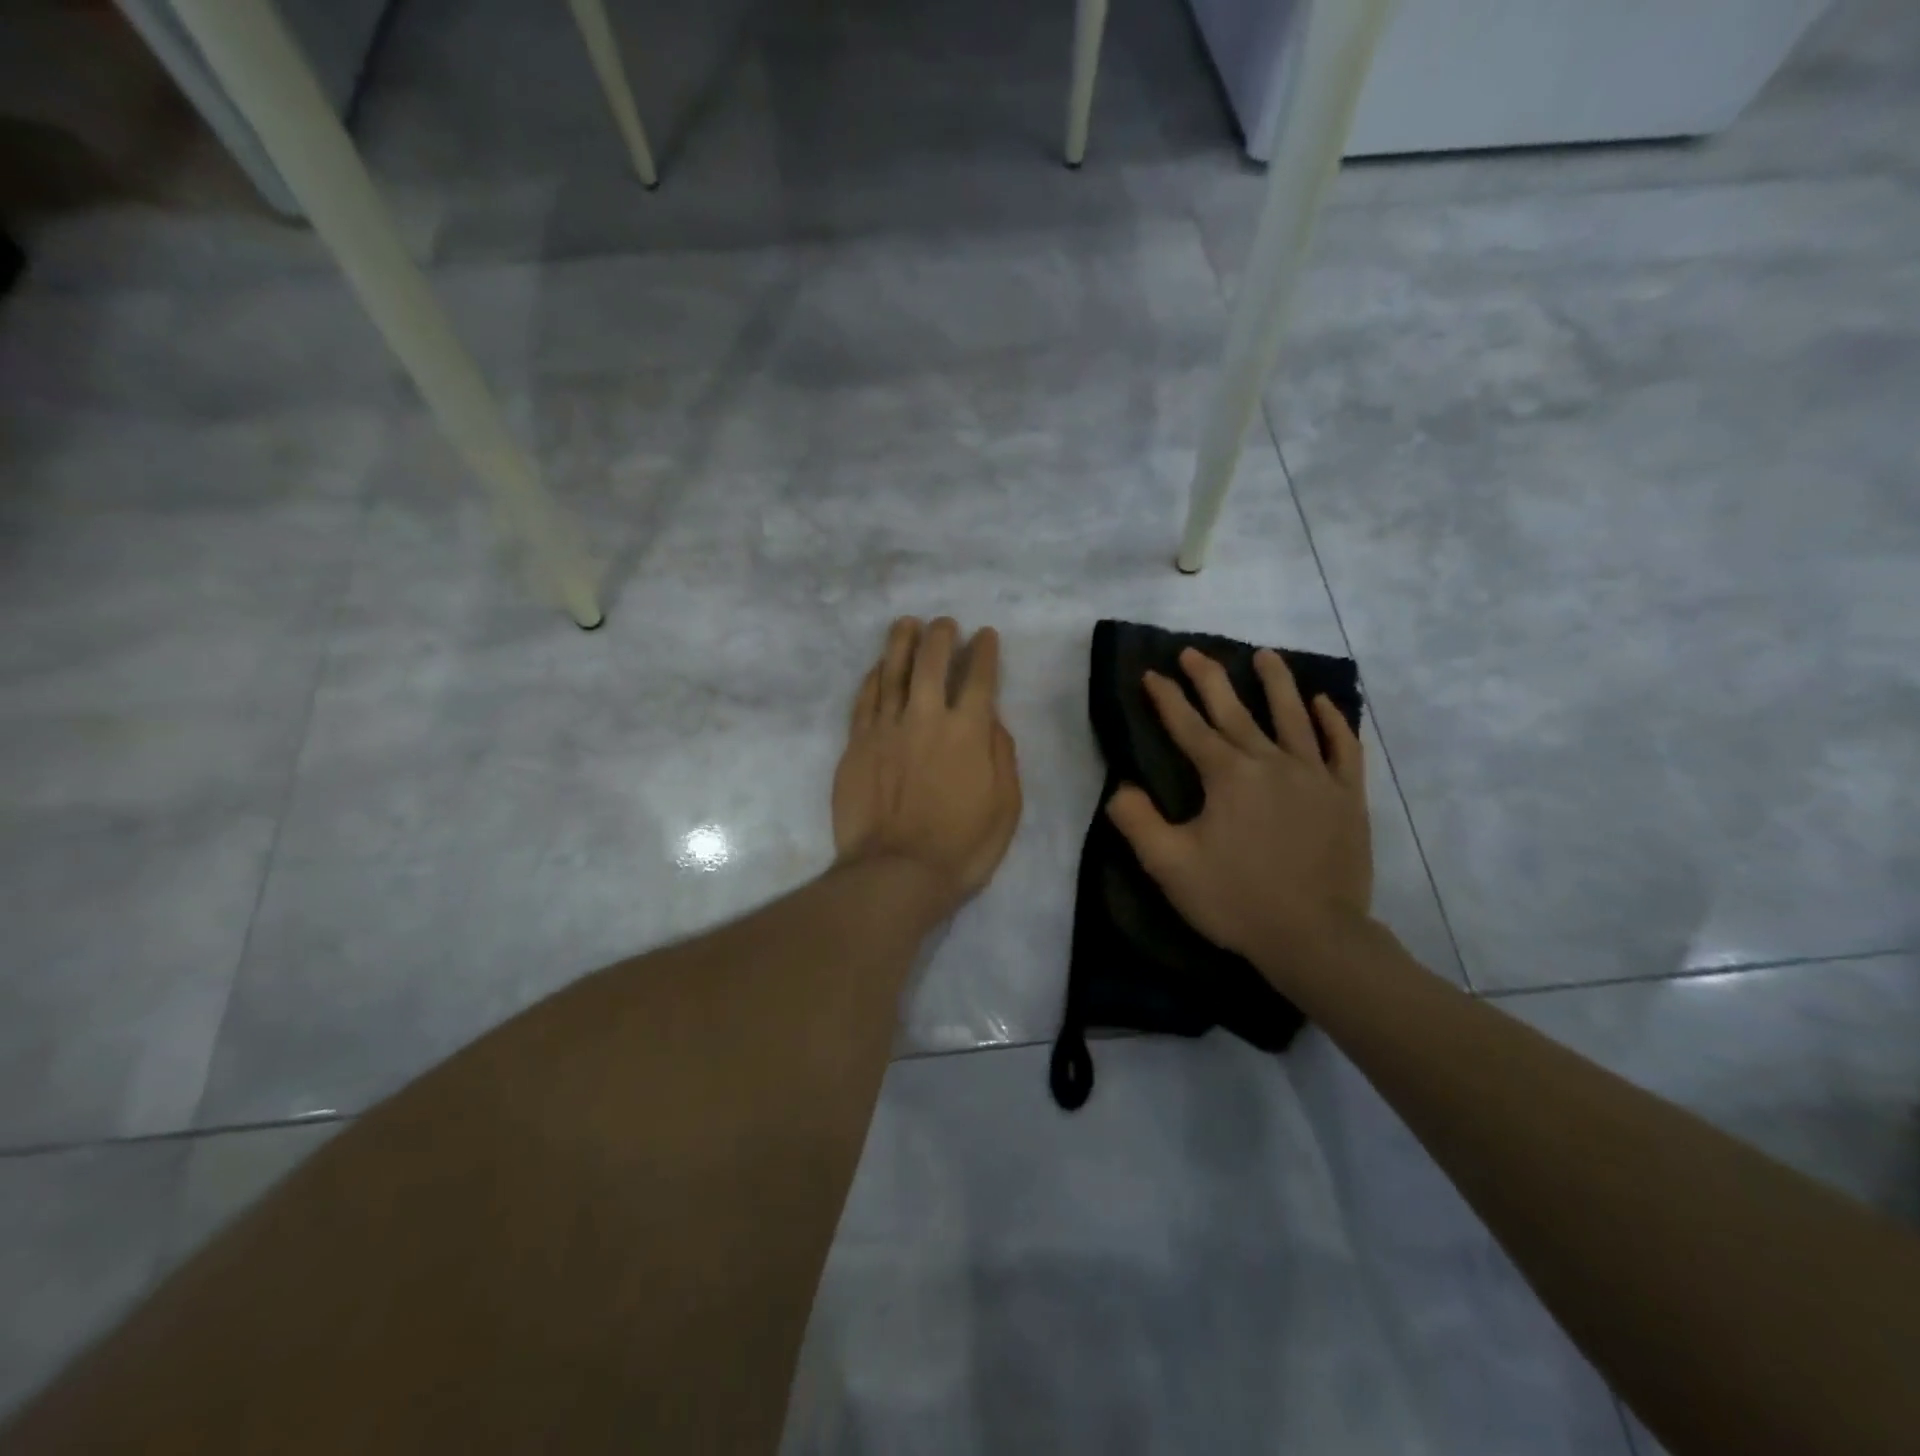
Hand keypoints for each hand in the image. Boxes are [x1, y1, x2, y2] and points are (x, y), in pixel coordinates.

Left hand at [833, 617, 1022, 918]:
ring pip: (892, 671)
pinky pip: (865, 699)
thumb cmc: (961, 846)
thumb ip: (1002, 756)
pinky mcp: (857, 744)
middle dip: (940, 636)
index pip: (978, 677)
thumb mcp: (1006, 806)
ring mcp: (886, 728)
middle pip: (931, 662)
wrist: (895, 873)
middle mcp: (925, 717)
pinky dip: (873, 677)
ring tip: (907, 623)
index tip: (984, 635)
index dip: (983, 652)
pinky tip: (878, 666)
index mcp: (968, 731)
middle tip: (944, 624)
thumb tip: (992, 720)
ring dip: (901, 642)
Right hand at [1106, 647, 1373, 974]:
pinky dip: (1332, 721)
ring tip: (1264, 655)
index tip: (1151, 674)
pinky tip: (1323, 703)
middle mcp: (1270, 762)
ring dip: (1277, 682)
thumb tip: (1120, 787)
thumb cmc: (1236, 900)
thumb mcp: (1169, 866)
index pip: (1188, 726)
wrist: (1315, 937)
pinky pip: (1342, 747)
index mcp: (1227, 776)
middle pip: (1235, 711)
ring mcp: (1315, 776)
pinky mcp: (1346, 796)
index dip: (1166, 699)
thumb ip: (1137, 821)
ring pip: (1293, 716)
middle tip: (1193, 652)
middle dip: (1209, 678)